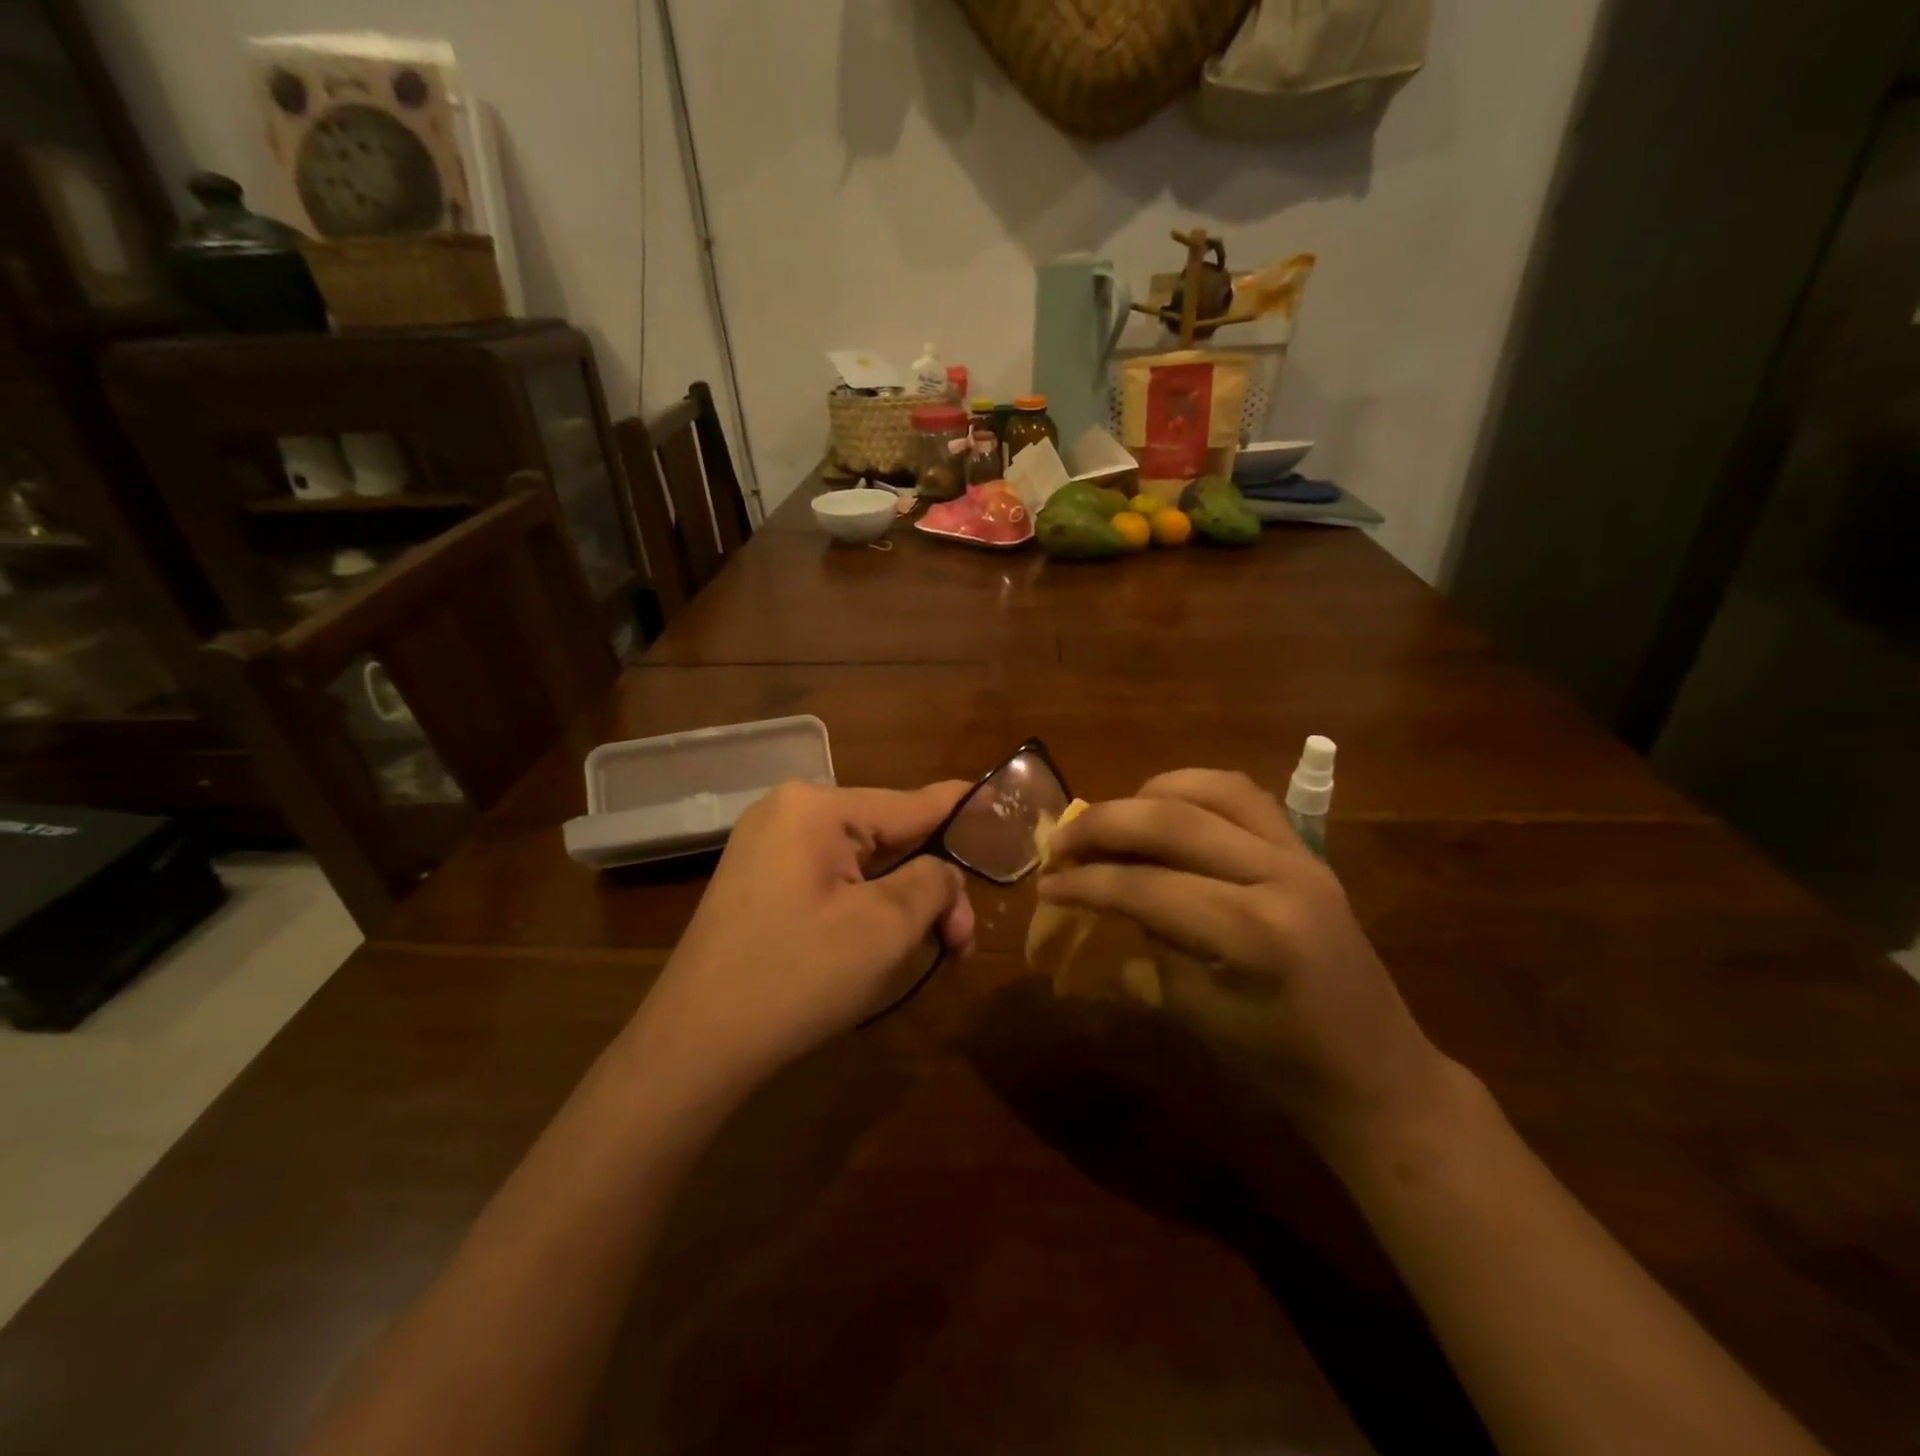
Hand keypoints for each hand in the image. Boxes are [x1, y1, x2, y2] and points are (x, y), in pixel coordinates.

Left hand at [639, 781, 975, 1092]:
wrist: (694, 1047)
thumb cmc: (797, 978)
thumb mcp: (884, 928)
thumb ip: (932, 882)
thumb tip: (945, 870)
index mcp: (816, 808)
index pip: (910, 804)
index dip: (962, 811)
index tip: (1003, 810)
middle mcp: (789, 812)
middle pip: (887, 837)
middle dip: (930, 886)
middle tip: (961, 942)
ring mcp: (767, 847)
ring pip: (862, 863)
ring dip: (901, 902)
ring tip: (933, 950)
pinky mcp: (759, 882)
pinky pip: (831, 880)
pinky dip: (866, 907)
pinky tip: (883, 943)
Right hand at [1037, 769, 1456, 1158]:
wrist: (1373, 1071)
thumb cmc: (1277, 1062)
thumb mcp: (1193, 1009)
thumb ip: (1146, 938)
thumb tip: (1101, 892)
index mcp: (1252, 933)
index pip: (1146, 886)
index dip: (1086, 882)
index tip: (1045, 884)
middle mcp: (1278, 875)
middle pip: (1173, 819)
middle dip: (1104, 824)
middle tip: (1061, 840)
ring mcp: (1300, 854)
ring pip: (1210, 788)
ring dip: (1148, 793)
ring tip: (1113, 820)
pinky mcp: (1307, 849)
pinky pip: (1243, 796)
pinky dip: (1193, 791)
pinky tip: (1165, 811)